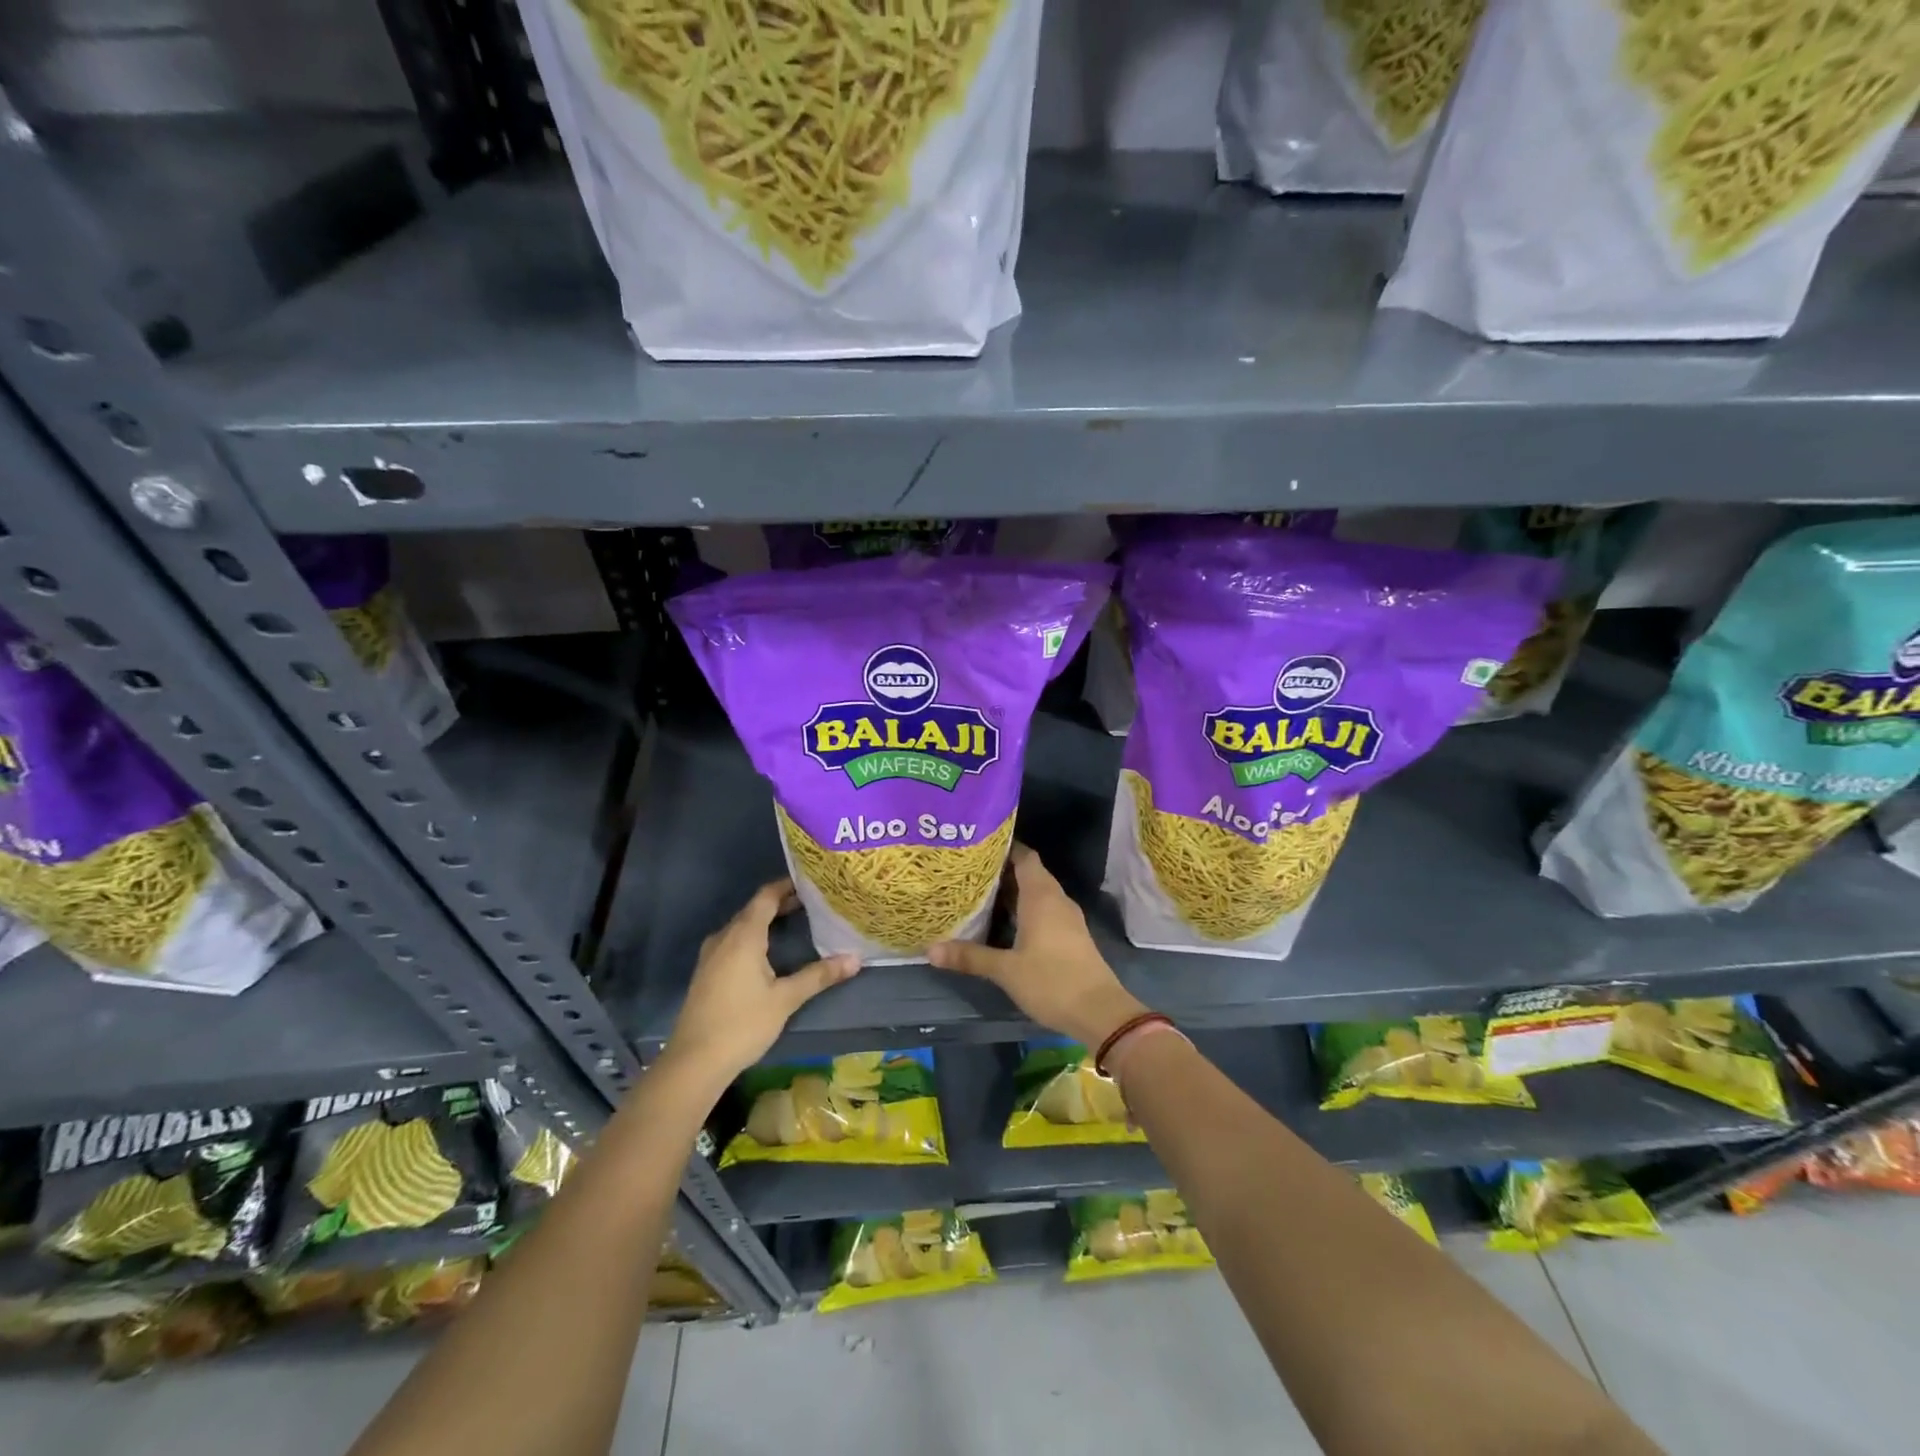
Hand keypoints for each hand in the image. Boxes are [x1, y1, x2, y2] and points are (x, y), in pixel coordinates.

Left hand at [661, 879, 859, 1087]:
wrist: (694, 1062)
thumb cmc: (742, 1024)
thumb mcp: (785, 999)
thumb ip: (819, 975)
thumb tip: (855, 959)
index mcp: (743, 936)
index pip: (766, 896)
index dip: (787, 886)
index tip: (811, 882)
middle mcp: (724, 937)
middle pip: (754, 909)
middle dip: (781, 903)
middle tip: (812, 903)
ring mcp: (711, 955)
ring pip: (742, 926)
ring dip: (766, 920)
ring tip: (795, 922)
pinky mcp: (707, 972)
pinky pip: (733, 941)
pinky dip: (753, 936)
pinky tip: (768, 952)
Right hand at [929, 844, 1145, 1048]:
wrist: (1099, 1012)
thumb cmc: (1051, 981)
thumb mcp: (1005, 970)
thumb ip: (970, 957)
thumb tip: (931, 949)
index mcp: (1042, 896)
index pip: (1024, 856)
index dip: (1004, 847)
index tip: (978, 846)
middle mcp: (1056, 899)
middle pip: (1030, 873)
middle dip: (1003, 870)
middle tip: (969, 870)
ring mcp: (1067, 918)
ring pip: (1038, 893)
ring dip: (1014, 892)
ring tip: (981, 893)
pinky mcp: (1071, 936)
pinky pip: (1045, 910)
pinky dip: (1025, 909)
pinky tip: (1005, 922)